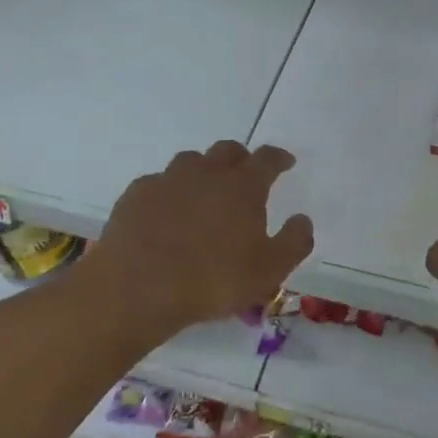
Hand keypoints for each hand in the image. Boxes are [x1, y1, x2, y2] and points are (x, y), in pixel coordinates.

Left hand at [93, 141, 313, 333]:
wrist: (137, 287)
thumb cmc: (211, 280)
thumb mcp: (269, 271)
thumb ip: (294, 242)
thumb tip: (302, 219)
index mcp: (242, 186)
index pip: (267, 158)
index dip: (279, 157)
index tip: (286, 162)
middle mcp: (206, 172)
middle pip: (228, 150)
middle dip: (241, 158)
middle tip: (244, 175)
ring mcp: (167, 179)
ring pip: (191, 161)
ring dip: (203, 171)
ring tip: (204, 193)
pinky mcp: (136, 194)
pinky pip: (158, 183)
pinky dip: (168, 192)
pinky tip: (165, 213)